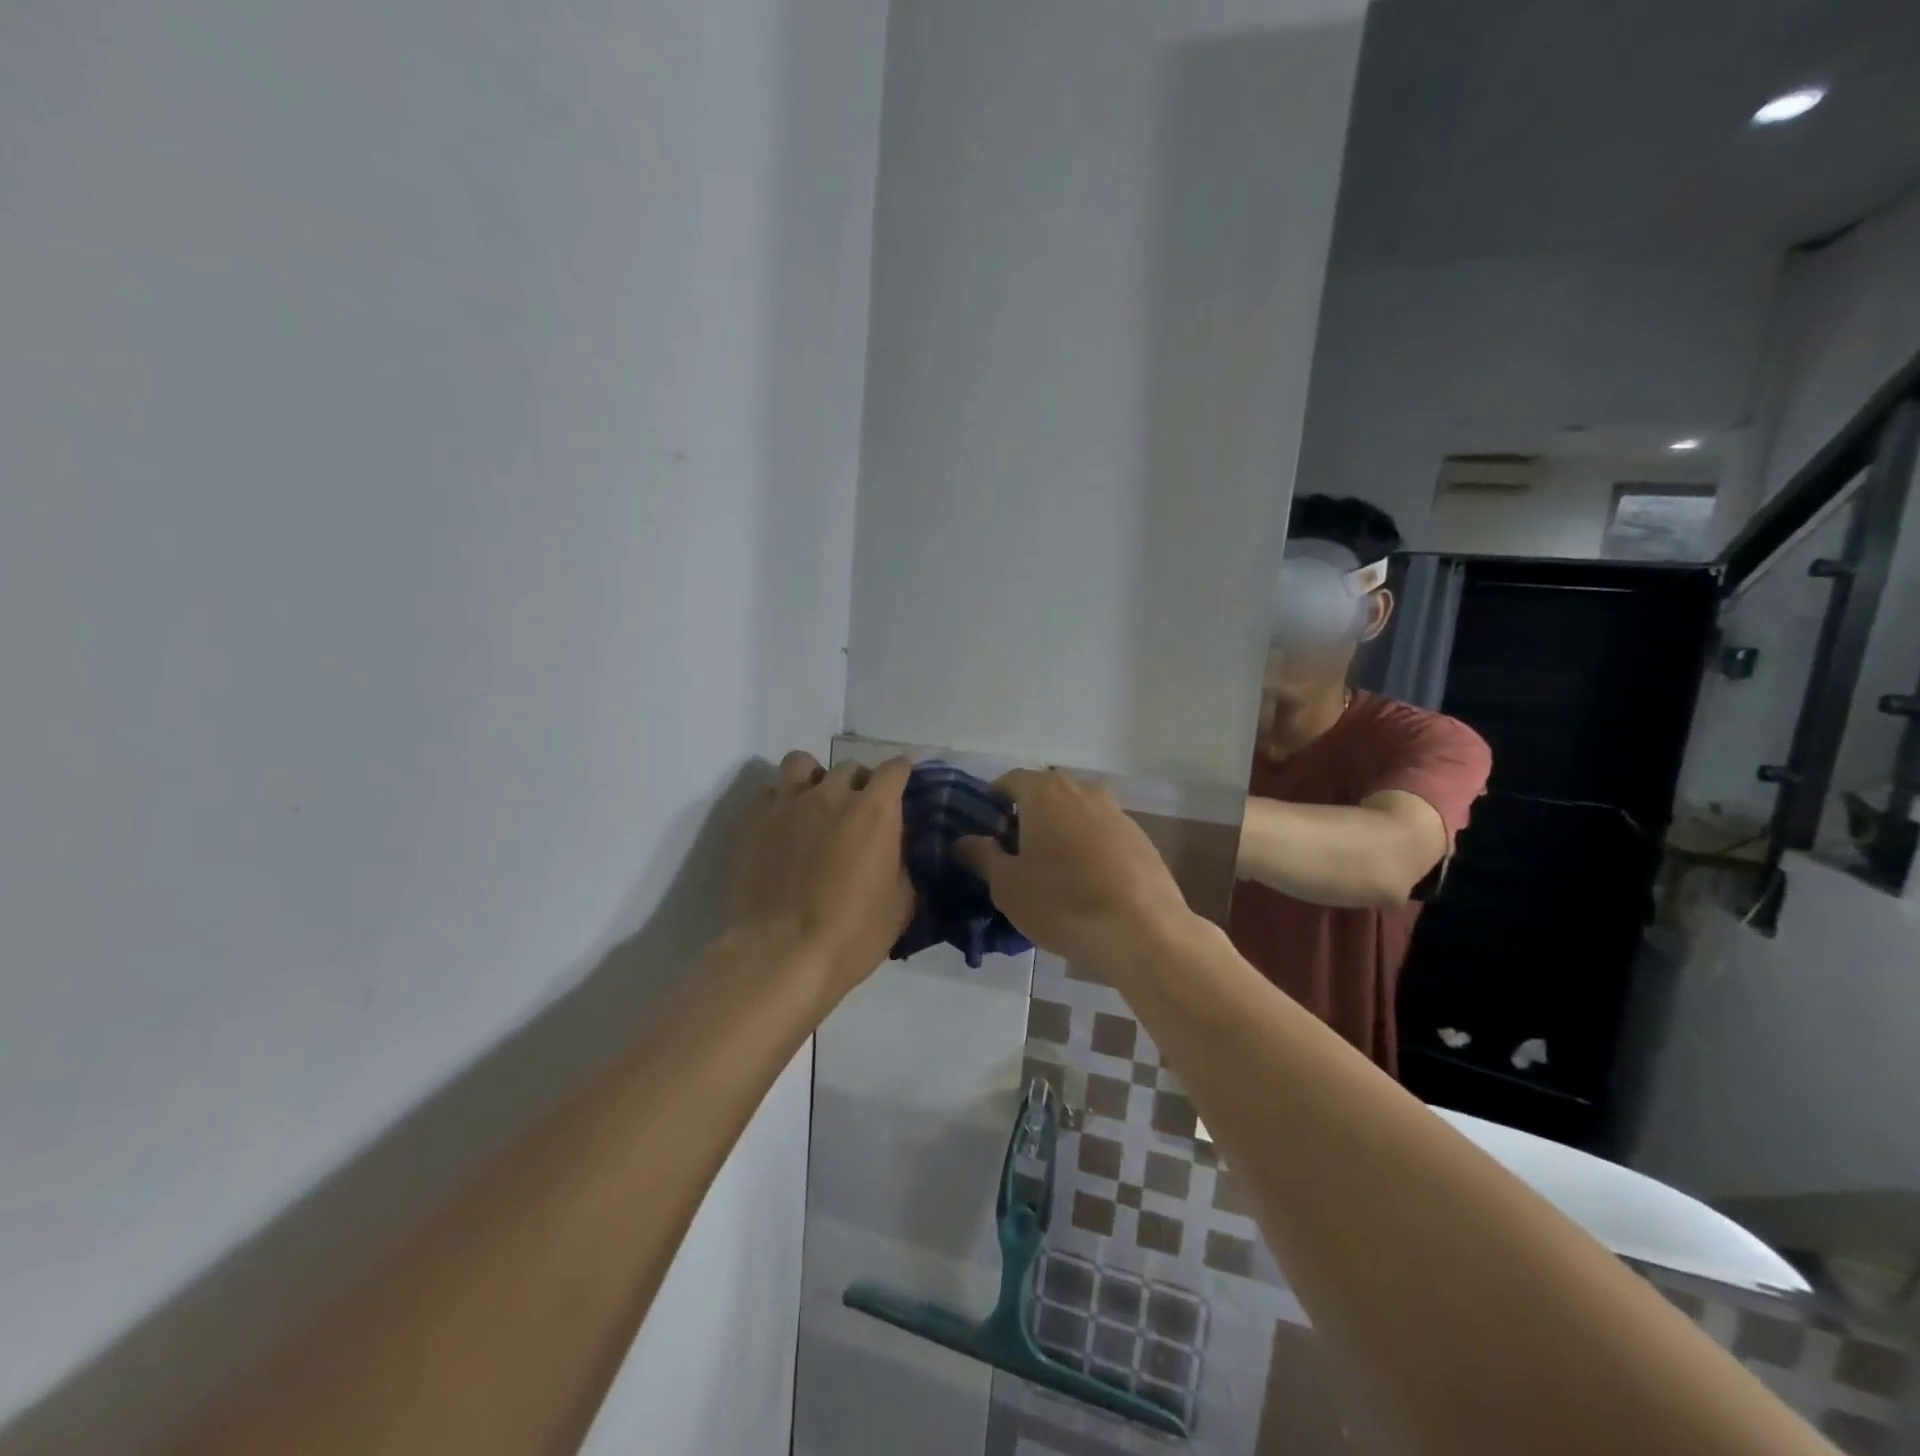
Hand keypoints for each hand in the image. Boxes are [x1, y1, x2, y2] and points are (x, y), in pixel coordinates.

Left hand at [728, 751, 914, 1006]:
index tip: (904, 787)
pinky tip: (788, 826)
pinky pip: (772, 791)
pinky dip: (784, 799)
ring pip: (802, 763)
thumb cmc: (853, 933)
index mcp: (875, 810)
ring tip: (817, 804)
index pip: (896, 768)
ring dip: (816, 777)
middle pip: (850, 766)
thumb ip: (902, 866)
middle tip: (860, 812)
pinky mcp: (756, 821)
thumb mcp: (900, 905)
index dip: (902, 774)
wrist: (782, 954)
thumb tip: (896, 852)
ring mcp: (789, 804)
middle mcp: (832, 794)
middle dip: (861, 783)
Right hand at [955, 769, 1193, 971]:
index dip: (993, 802)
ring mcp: (1117, 813)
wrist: (1143, 932)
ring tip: (1051, 873)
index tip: (986, 832)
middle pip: (1045, 794)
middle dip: (1027, 817)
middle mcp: (1083, 791)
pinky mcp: (1140, 839)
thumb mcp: (1007, 885)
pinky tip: (1086, 884)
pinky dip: (1087, 848)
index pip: (1010, 781)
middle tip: (1014, 855)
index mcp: (1045, 793)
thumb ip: (982, 856)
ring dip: (1059, 833)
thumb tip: (964, 840)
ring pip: (1076, 814)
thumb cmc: (1062, 903)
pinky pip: (1102, 834)